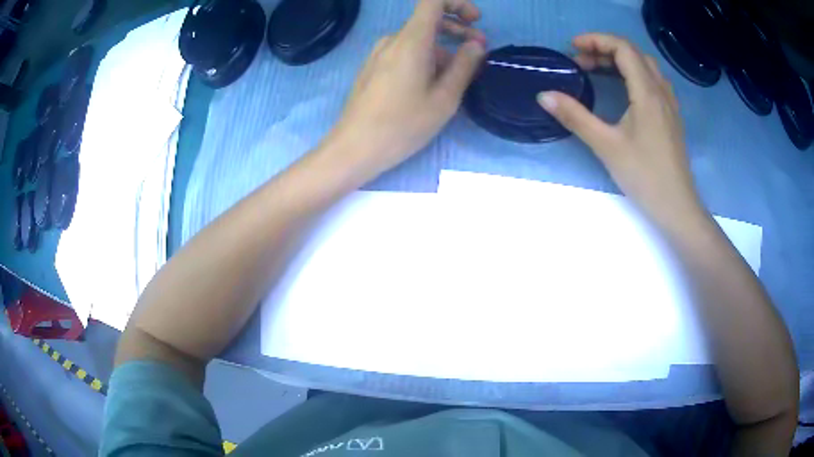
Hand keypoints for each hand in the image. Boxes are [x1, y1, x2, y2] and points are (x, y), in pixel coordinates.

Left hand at [328, 0, 485, 178]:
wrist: (354, 148)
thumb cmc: (402, 125)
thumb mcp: (444, 98)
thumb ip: (464, 66)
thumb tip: (476, 44)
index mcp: (411, 41)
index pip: (433, 2)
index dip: (457, 4)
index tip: (475, 21)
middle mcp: (392, 40)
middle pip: (428, 21)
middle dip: (457, 31)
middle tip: (478, 52)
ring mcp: (379, 54)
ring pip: (417, 41)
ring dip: (442, 50)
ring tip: (457, 77)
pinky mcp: (372, 68)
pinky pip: (403, 53)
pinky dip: (424, 59)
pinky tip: (431, 84)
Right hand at [538, 34, 703, 225]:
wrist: (676, 206)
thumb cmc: (644, 176)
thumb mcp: (606, 145)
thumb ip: (575, 117)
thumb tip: (544, 96)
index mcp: (647, 92)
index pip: (623, 48)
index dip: (596, 40)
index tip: (572, 49)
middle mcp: (661, 91)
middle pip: (634, 53)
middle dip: (605, 49)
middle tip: (581, 62)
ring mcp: (669, 104)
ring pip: (645, 66)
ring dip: (620, 61)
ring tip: (597, 71)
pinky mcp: (671, 116)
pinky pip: (652, 81)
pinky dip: (633, 74)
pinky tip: (623, 90)